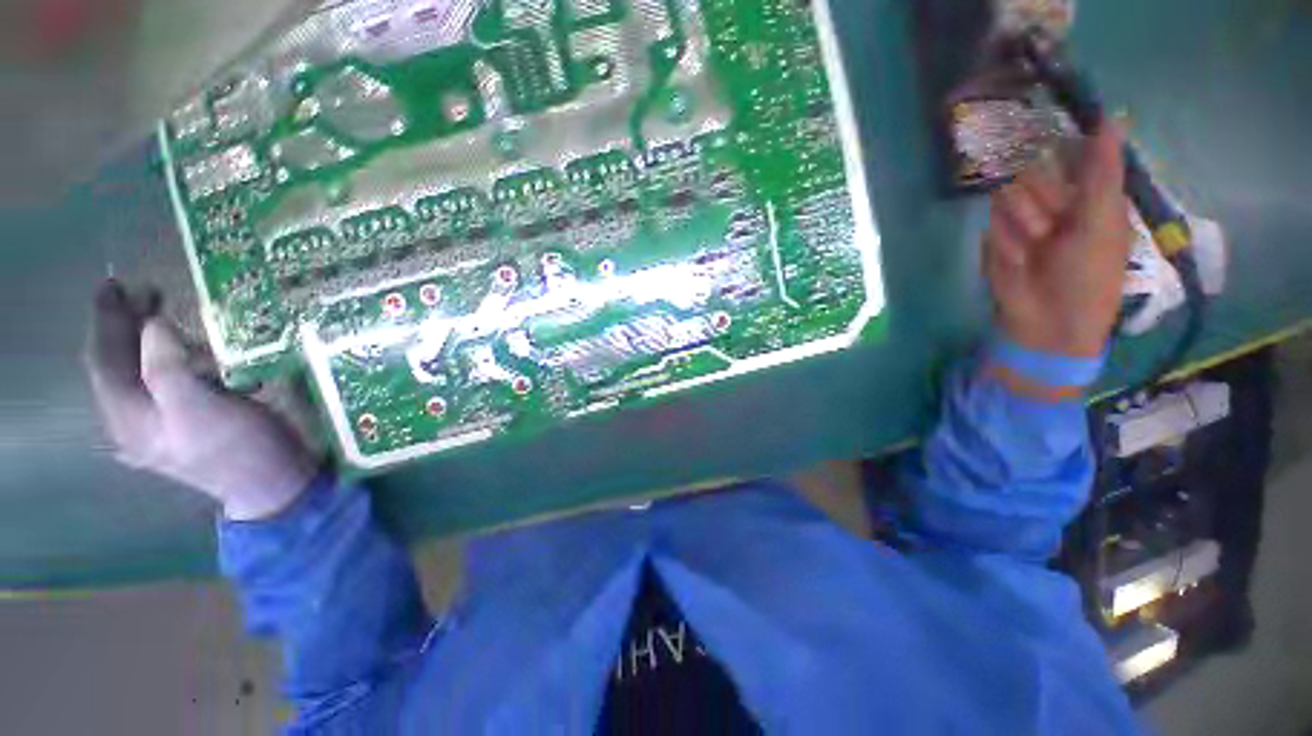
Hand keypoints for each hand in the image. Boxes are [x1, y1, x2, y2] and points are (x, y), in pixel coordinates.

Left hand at [84, 280, 318, 520]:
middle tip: (150, 291)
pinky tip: (194, 351)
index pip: (104, 361)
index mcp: (128, 418)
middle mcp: (135, 421)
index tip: (115, 283)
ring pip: (143, 373)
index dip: (106, 320)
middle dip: (129, 326)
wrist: (274, 482)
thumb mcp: (200, 408)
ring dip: (154, 341)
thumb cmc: (237, 447)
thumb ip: (167, 367)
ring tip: (173, 316)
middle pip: (120, 365)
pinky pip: (168, 382)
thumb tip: (153, 326)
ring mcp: (162, 424)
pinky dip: (177, 358)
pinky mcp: (188, 422)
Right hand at [984, 122, 1131, 357]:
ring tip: (1036, 246)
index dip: (1062, 141)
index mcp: (1089, 194)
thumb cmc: (1089, 273)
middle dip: (1037, 192)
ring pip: (1011, 198)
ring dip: (1022, 220)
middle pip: (1034, 173)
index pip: (1072, 154)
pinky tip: (1019, 258)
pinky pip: (994, 228)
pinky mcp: (997, 241)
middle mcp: (1055, 201)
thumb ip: (1101, 170)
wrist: (1048, 321)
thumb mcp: (1101, 218)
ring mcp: (1022, 221)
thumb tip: (1111, 115)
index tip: (1047, 125)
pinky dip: (1005, 242)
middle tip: (1049, 218)